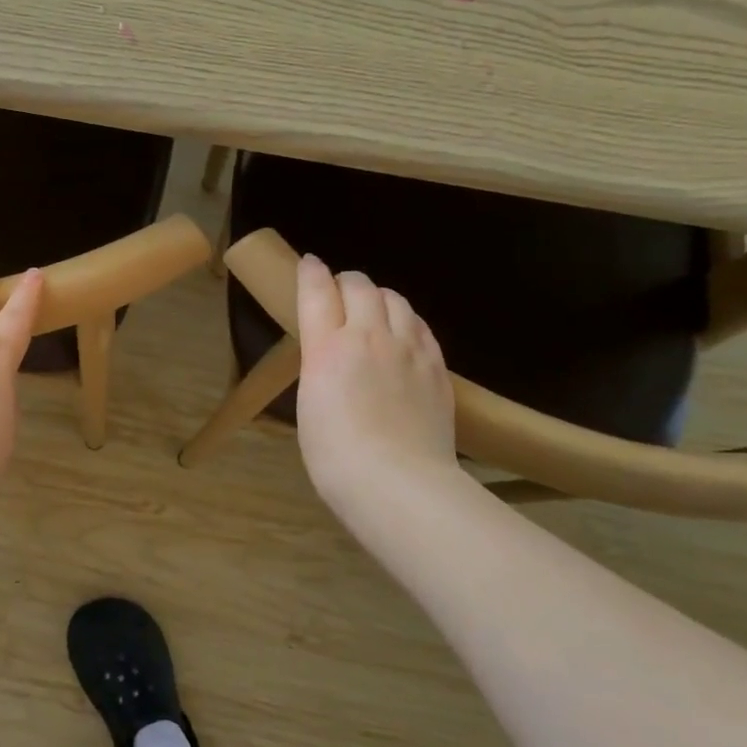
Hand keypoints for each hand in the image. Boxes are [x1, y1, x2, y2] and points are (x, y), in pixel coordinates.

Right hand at [294, 254, 460, 512]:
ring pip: (395, 299)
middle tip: (339, 292)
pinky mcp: (436, 367)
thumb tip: (330, 356)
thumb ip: (320, 367)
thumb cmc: (334, 454)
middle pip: (360, 286)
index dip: (311, 272)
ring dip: (379, 296)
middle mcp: (368, 336)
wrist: (397, 483)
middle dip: (346, 281)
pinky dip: (406, 319)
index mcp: (327, 347)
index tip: (309, 264)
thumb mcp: (310, 404)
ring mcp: (409, 349)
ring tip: (372, 309)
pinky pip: (421, 326)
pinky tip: (404, 332)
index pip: (316, 291)